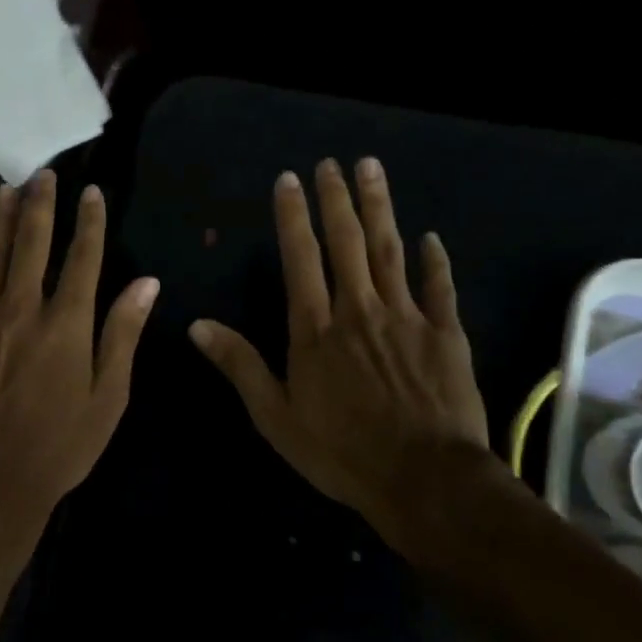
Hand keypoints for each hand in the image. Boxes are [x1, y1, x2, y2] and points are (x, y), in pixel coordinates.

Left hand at [0, 171, 159, 555]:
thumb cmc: (61, 445)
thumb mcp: (109, 397)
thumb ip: (123, 334)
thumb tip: (147, 282)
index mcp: (66, 323)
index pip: (83, 258)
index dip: (90, 222)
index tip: (92, 193)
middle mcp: (22, 309)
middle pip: (32, 243)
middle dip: (41, 204)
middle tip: (44, 174)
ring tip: (5, 189)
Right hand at [188, 157, 489, 545]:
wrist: (424, 479)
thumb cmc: (341, 452)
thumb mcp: (276, 417)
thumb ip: (240, 365)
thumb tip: (197, 325)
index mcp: (316, 329)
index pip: (300, 258)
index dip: (293, 216)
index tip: (288, 180)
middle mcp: (358, 310)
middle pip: (347, 242)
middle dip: (336, 199)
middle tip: (332, 162)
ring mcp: (405, 318)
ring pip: (390, 251)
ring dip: (379, 207)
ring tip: (371, 169)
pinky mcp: (445, 334)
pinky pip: (439, 288)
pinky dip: (435, 261)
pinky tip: (431, 237)